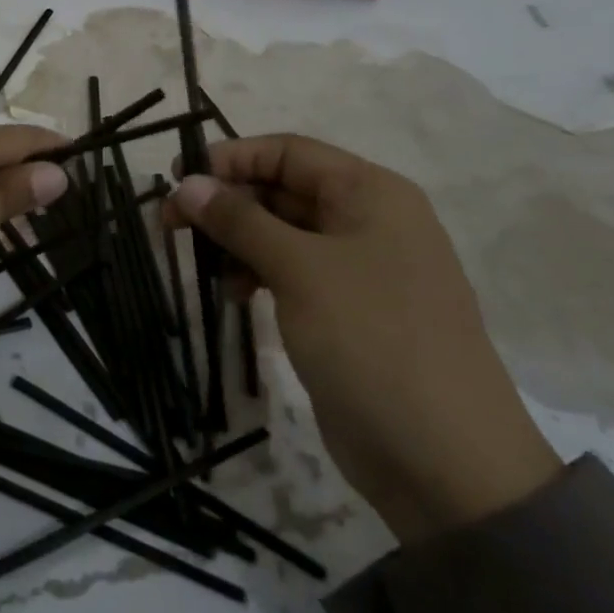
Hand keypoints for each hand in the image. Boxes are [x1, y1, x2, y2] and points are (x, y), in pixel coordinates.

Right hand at [168, 135, 560, 542]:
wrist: (443, 460)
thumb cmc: (372, 341)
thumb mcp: (300, 270)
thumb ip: (239, 221)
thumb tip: (185, 182)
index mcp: (371, 194)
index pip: (288, 152)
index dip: (231, 159)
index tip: (177, 181)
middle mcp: (367, 221)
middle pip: (283, 190)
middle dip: (227, 202)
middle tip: (171, 225)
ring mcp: (359, 270)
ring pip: (283, 233)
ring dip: (238, 241)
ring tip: (202, 266)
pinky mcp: (346, 311)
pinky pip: (292, 273)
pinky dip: (258, 274)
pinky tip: (234, 294)